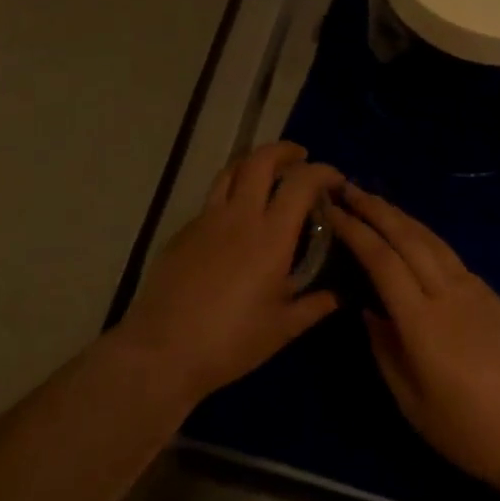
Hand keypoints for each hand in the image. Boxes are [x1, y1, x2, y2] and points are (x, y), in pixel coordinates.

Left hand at [118, 143, 343, 404]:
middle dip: (284, 150)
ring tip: (266, 174)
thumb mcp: (281, 329)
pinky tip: (234, 221)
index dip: (322, 172)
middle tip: (300, 157)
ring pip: (231, 171)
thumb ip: (313, 307)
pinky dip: (230, 195)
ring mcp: (207, 220)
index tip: (335, 180)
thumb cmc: (230, 342)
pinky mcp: (183, 231)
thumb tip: (336, 296)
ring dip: (253, 164)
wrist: (163, 349)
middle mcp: (239, 216)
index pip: (301, 183)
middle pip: (260, 160)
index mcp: (271, 236)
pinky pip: (212, 200)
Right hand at [327, 186, 499, 493]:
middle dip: (376, 210)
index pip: (382, 262)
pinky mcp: (494, 296)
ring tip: (376, 202)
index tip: (334, 212)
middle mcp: (449, 294)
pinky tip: (415, 237)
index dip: (356, 232)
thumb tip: (369, 311)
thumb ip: (386, 352)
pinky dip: (426, 237)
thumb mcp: (413, 405)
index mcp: (423, 322)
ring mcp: (476, 291)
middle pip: (408, 238)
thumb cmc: (471, 433)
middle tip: (348, 189)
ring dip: (401, 216)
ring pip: (433, 240)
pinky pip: (452, 256)